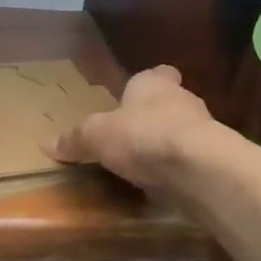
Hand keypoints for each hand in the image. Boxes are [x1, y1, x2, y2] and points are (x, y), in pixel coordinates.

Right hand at [48, 65, 216, 192]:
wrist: (199, 168)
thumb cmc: (144, 135)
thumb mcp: (97, 136)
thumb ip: (76, 140)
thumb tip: (46, 143)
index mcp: (153, 84)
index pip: (157, 74)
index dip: (147, 84)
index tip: (135, 98)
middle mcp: (182, 100)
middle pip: (169, 103)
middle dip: (154, 117)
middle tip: (132, 137)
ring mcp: (203, 130)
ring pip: (182, 132)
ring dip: (168, 146)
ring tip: (145, 166)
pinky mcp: (214, 161)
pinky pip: (191, 162)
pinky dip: (179, 171)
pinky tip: (164, 186)